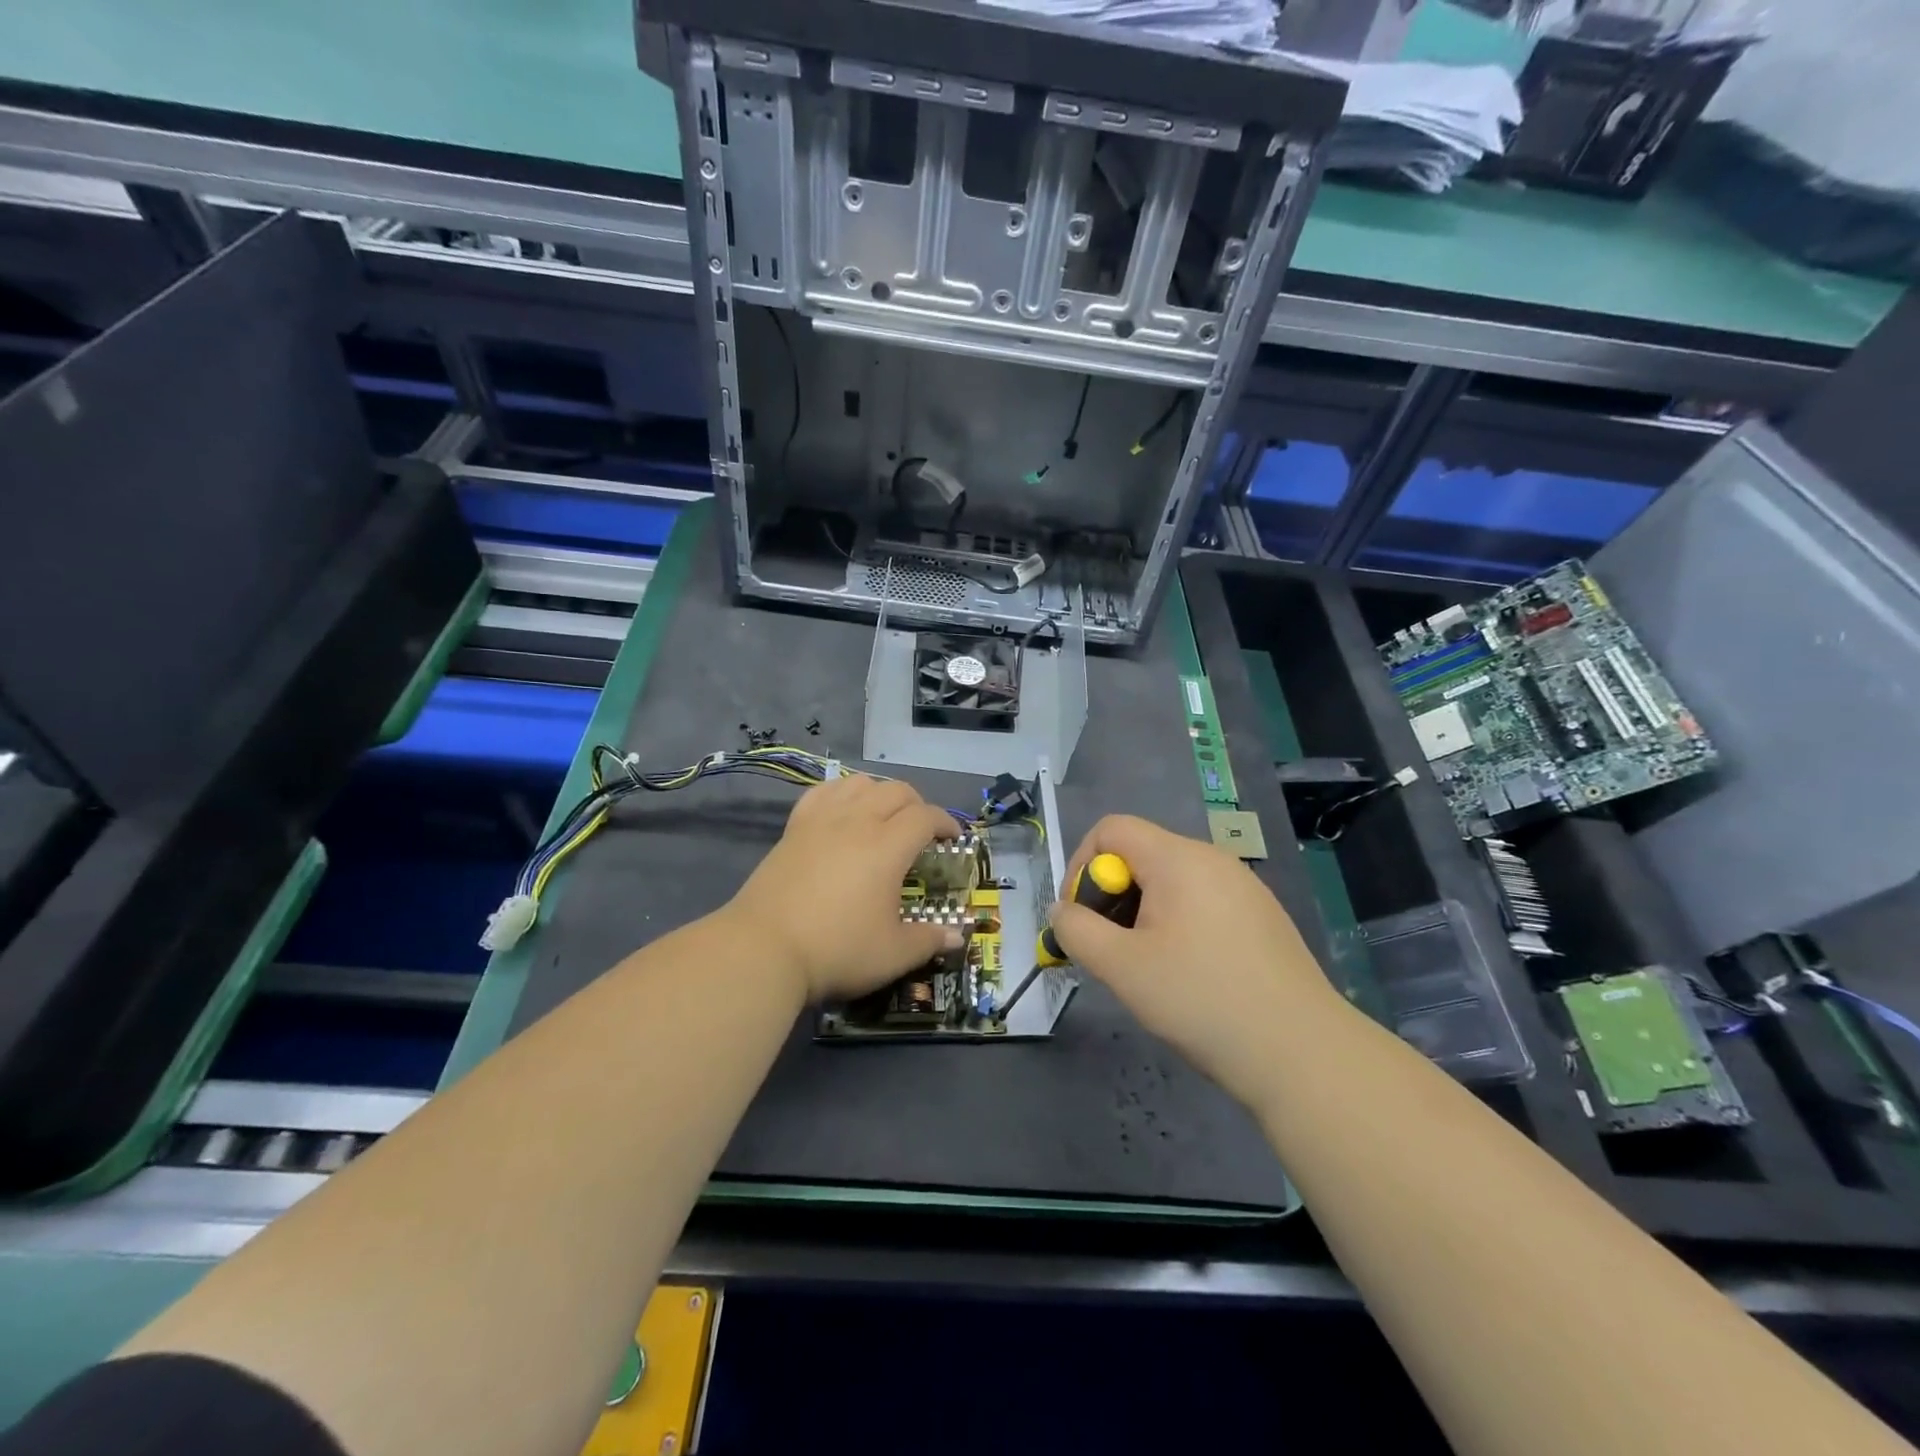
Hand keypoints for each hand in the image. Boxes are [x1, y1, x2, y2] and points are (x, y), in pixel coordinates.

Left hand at [726, 774, 962, 1002]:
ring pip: (858, 783)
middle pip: (895, 791)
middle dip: (917, 804)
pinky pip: (822, 793)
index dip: (945, 822)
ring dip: (879, 793)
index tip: (954, 839)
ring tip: (883, 817)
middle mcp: (857, 822)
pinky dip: (841, 793)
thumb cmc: (837, 950)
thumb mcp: (893, 954)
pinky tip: (842, 811)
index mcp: (888, 846)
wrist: (763, 950)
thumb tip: (958, 936)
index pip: (925, 816)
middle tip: (922, 831)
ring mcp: (821, 821)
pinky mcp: (793, 828)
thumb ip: (929, 940)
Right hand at [1050, 814, 1343, 1105]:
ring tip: (1147, 968)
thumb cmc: (1201, 1000)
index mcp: (1179, 858)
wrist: (1302, 1053)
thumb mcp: (1122, 967)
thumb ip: (1077, 930)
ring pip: (1170, 882)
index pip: (1111, 829)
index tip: (1082, 918)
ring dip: (1142, 914)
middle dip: (1112, 896)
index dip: (1081, 866)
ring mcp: (1243, 887)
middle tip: (1111, 951)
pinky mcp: (1262, 917)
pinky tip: (1189, 976)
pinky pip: (1201, 902)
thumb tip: (1063, 911)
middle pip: (1140, 854)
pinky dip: (1177, 925)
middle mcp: (1213, 859)